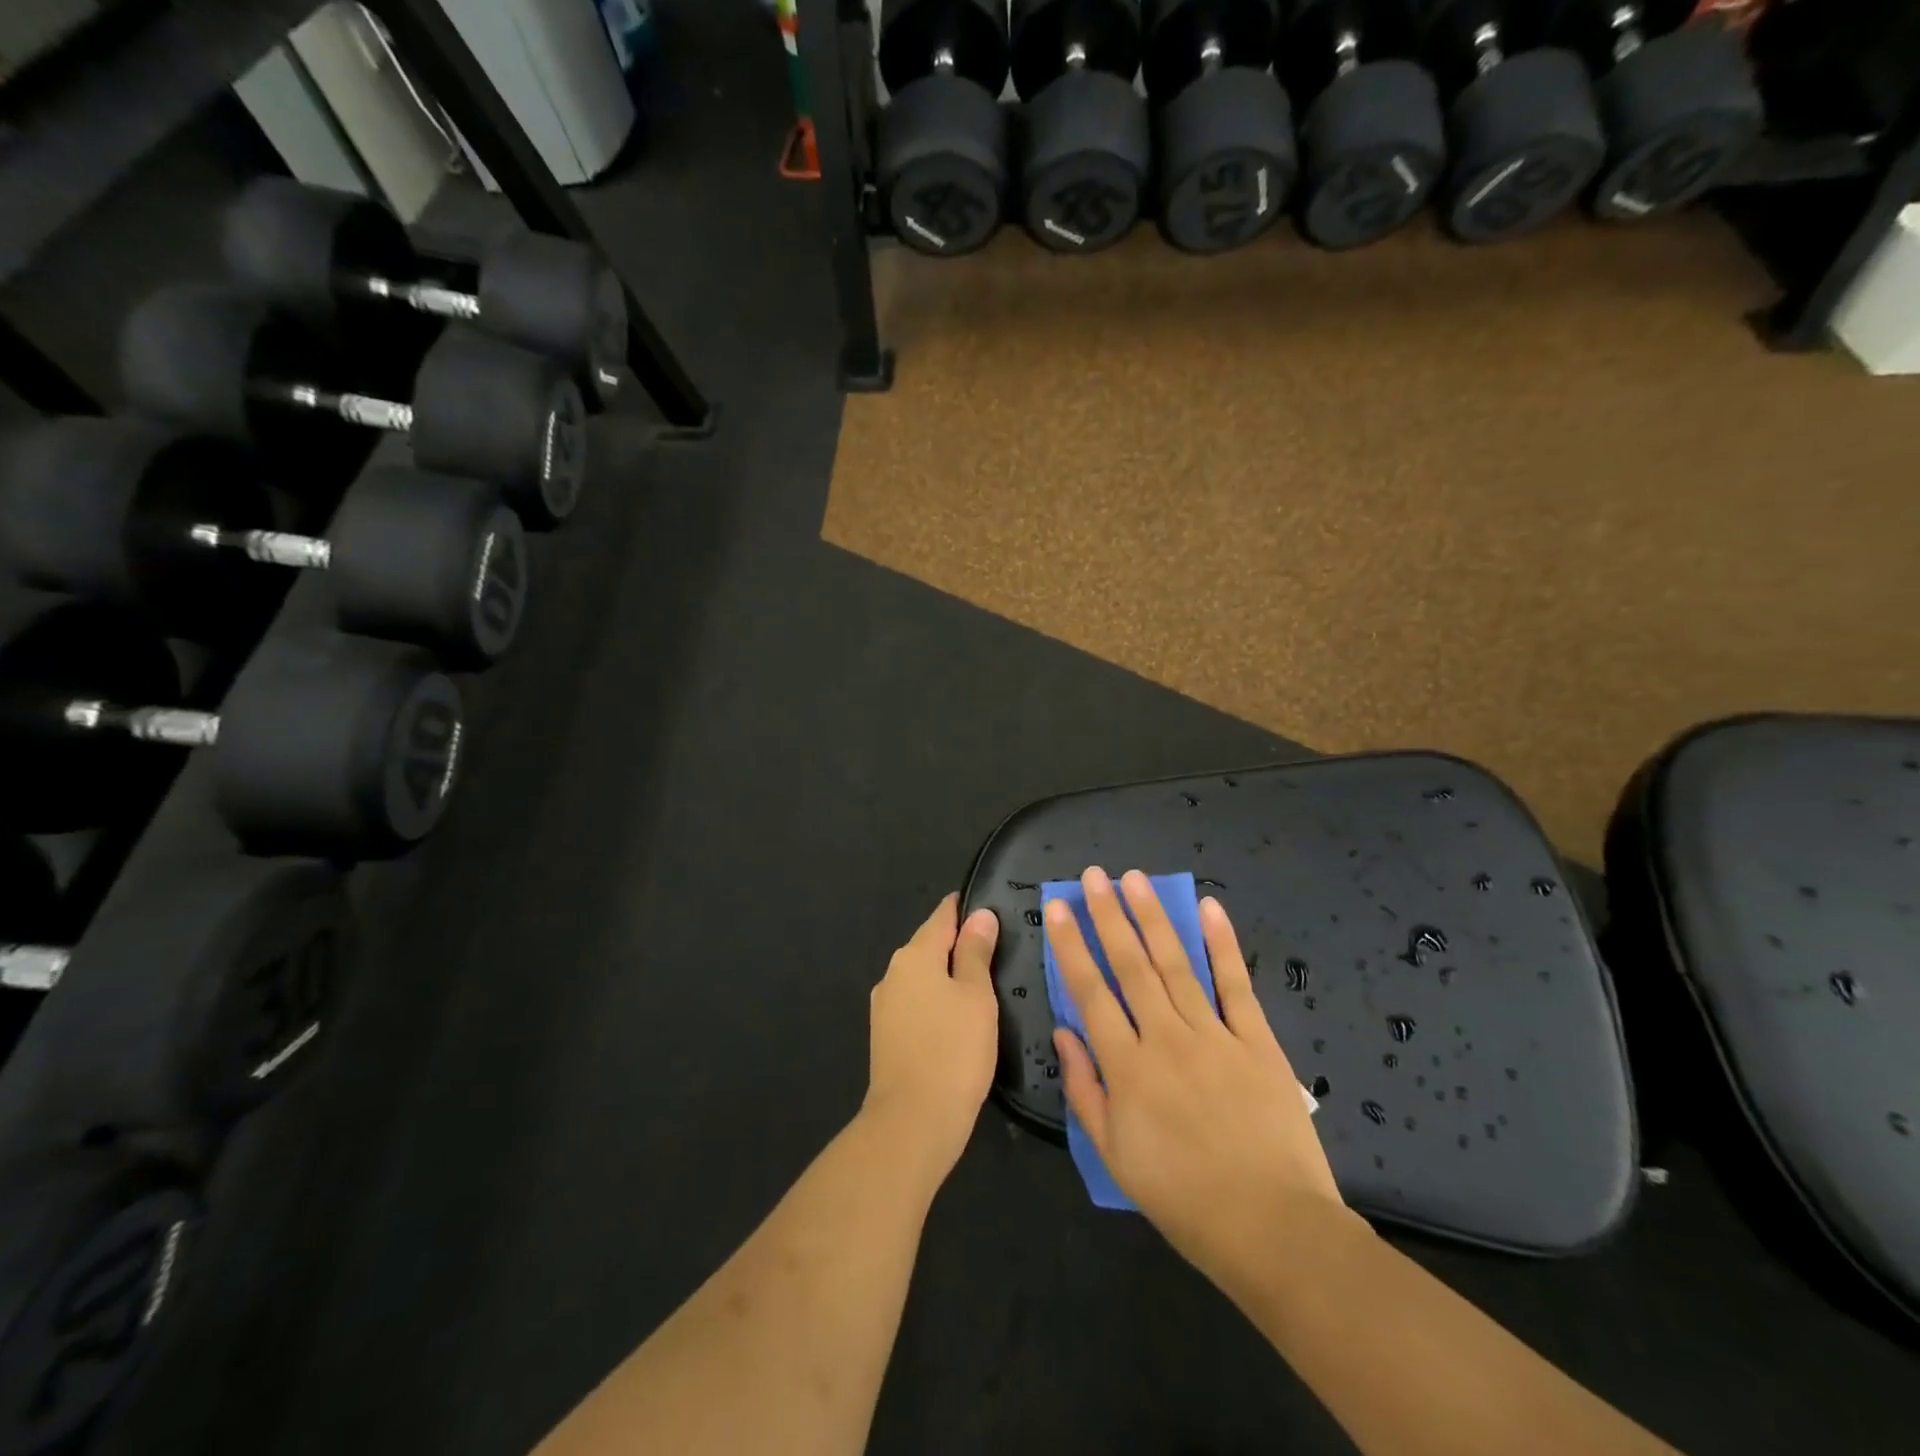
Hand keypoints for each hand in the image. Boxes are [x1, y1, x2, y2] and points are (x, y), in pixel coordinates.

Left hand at [863, 893, 999, 1182]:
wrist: (912, 1122)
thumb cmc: (953, 1050)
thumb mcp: (976, 996)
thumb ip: (976, 952)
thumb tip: (980, 915)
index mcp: (914, 955)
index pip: (943, 916)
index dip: (966, 908)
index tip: (992, 906)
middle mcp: (893, 973)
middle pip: (930, 944)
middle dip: (960, 943)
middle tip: (999, 948)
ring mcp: (885, 1005)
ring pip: (923, 976)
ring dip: (949, 974)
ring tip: (985, 982)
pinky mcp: (886, 1035)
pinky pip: (917, 1002)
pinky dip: (938, 1000)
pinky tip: (959, 1016)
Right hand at [1046, 868, 1354, 1289]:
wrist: (1273, 1227)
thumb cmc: (1183, 1198)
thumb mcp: (1115, 1156)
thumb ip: (1085, 1090)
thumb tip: (1064, 1033)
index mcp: (1128, 1068)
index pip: (1089, 993)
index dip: (1071, 946)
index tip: (1059, 908)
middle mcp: (1166, 1038)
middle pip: (1131, 966)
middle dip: (1108, 916)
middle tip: (1094, 875)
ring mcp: (1214, 1035)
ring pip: (1176, 964)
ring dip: (1153, 917)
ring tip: (1135, 879)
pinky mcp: (1257, 1041)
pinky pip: (1236, 985)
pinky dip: (1223, 944)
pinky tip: (1210, 908)